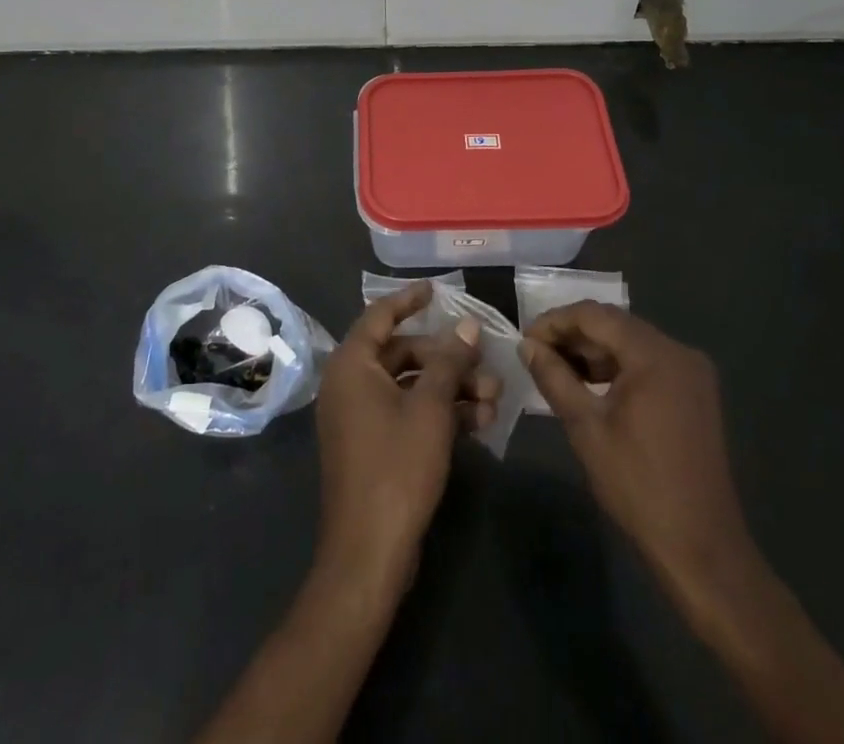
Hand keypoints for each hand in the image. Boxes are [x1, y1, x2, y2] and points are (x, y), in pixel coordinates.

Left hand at [316, 282, 498, 579]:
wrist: (369, 553)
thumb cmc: (396, 468)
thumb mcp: (430, 410)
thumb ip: (449, 363)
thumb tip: (466, 326)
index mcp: (352, 365)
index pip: (380, 316)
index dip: (409, 300)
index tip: (436, 289)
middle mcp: (349, 383)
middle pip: (402, 354)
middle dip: (447, 359)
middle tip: (485, 364)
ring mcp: (359, 416)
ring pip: (409, 386)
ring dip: (450, 388)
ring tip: (494, 399)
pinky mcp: (372, 446)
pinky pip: (406, 413)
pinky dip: (438, 413)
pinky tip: (478, 421)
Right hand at [519, 302, 752, 590]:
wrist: (701, 550)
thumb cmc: (638, 485)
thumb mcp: (585, 427)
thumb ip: (554, 377)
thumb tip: (527, 346)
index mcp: (655, 355)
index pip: (594, 315)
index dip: (555, 321)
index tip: (525, 339)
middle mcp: (679, 352)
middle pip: (615, 325)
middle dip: (573, 335)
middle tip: (536, 353)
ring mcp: (692, 373)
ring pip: (630, 343)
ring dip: (593, 351)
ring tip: (557, 369)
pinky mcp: (695, 394)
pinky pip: (647, 363)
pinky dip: (617, 367)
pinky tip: (590, 385)